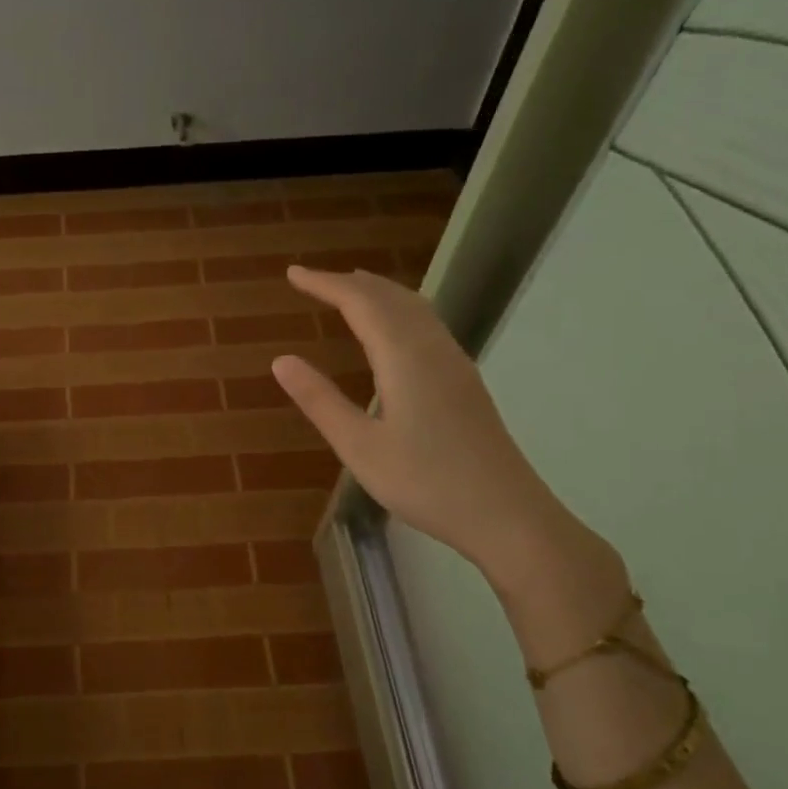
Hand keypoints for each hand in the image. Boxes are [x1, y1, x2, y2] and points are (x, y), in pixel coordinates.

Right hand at [270, 266, 566, 578]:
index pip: (360, 303)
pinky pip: (428, 326)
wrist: (506, 514)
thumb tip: (281, 360)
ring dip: (379, 293)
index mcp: (405, 358)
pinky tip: (394, 331)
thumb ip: (320, 401)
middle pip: (391, 298)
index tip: (293, 274)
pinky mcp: (465, 382)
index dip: (325, 284)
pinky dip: (400, 311)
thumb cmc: (425, 483)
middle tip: (314, 279)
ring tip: (352, 289)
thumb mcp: (359, 447)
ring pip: (416, 309)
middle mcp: (433, 349)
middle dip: (350, 283)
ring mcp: (455, 364)